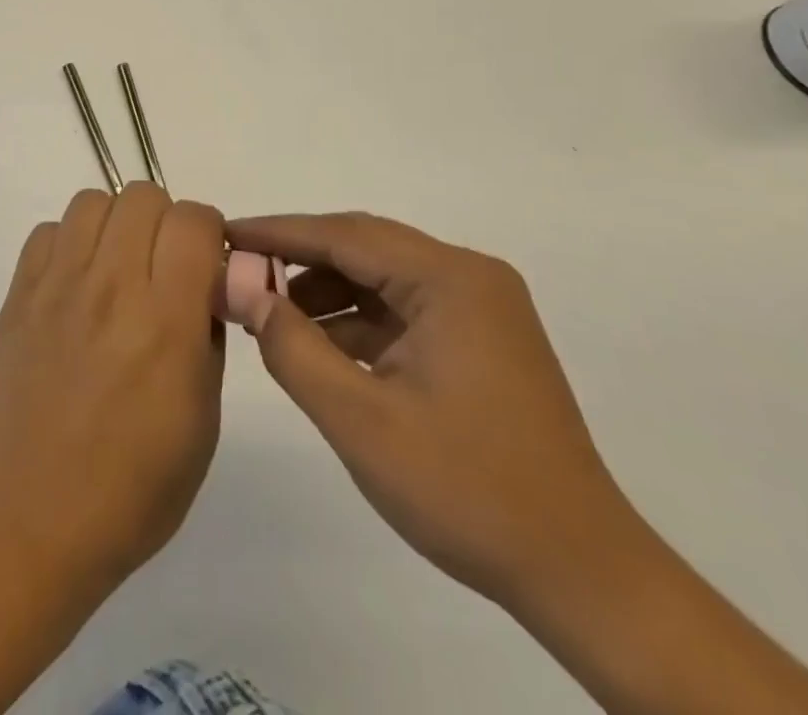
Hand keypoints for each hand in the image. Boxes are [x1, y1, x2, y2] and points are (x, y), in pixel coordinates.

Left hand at [0, 185, 226, 596]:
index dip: (207, 233)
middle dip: (164, 221)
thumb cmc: (135, 484)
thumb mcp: (204, 417)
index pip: (193, 219)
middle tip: (162, 267)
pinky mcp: (19, 295)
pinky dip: (70, 244)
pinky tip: (76, 286)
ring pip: (92, 200)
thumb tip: (202, 286)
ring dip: (115, 225)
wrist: (36, 518)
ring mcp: (58, 286)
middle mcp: (111, 286)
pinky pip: (49, 231)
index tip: (205, 265)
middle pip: (142, 194)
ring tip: (117, 269)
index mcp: (165, 319)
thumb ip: (208, 334)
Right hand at [227, 212, 641, 612]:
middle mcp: (469, 278)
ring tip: (269, 313)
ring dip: (326, 291)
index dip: (278, 233)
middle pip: (365, 248)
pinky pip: (403, 310)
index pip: (345, 236)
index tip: (225, 233)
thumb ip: (294, 348)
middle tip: (239, 268)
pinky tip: (319, 345)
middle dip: (299, 258)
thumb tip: (245, 292)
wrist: (582, 575)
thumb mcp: (362, 421)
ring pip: (383, 279)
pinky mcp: (481, 341)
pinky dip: (357, 321)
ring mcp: (480, 309)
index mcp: (450, 280)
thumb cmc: (468, 491)